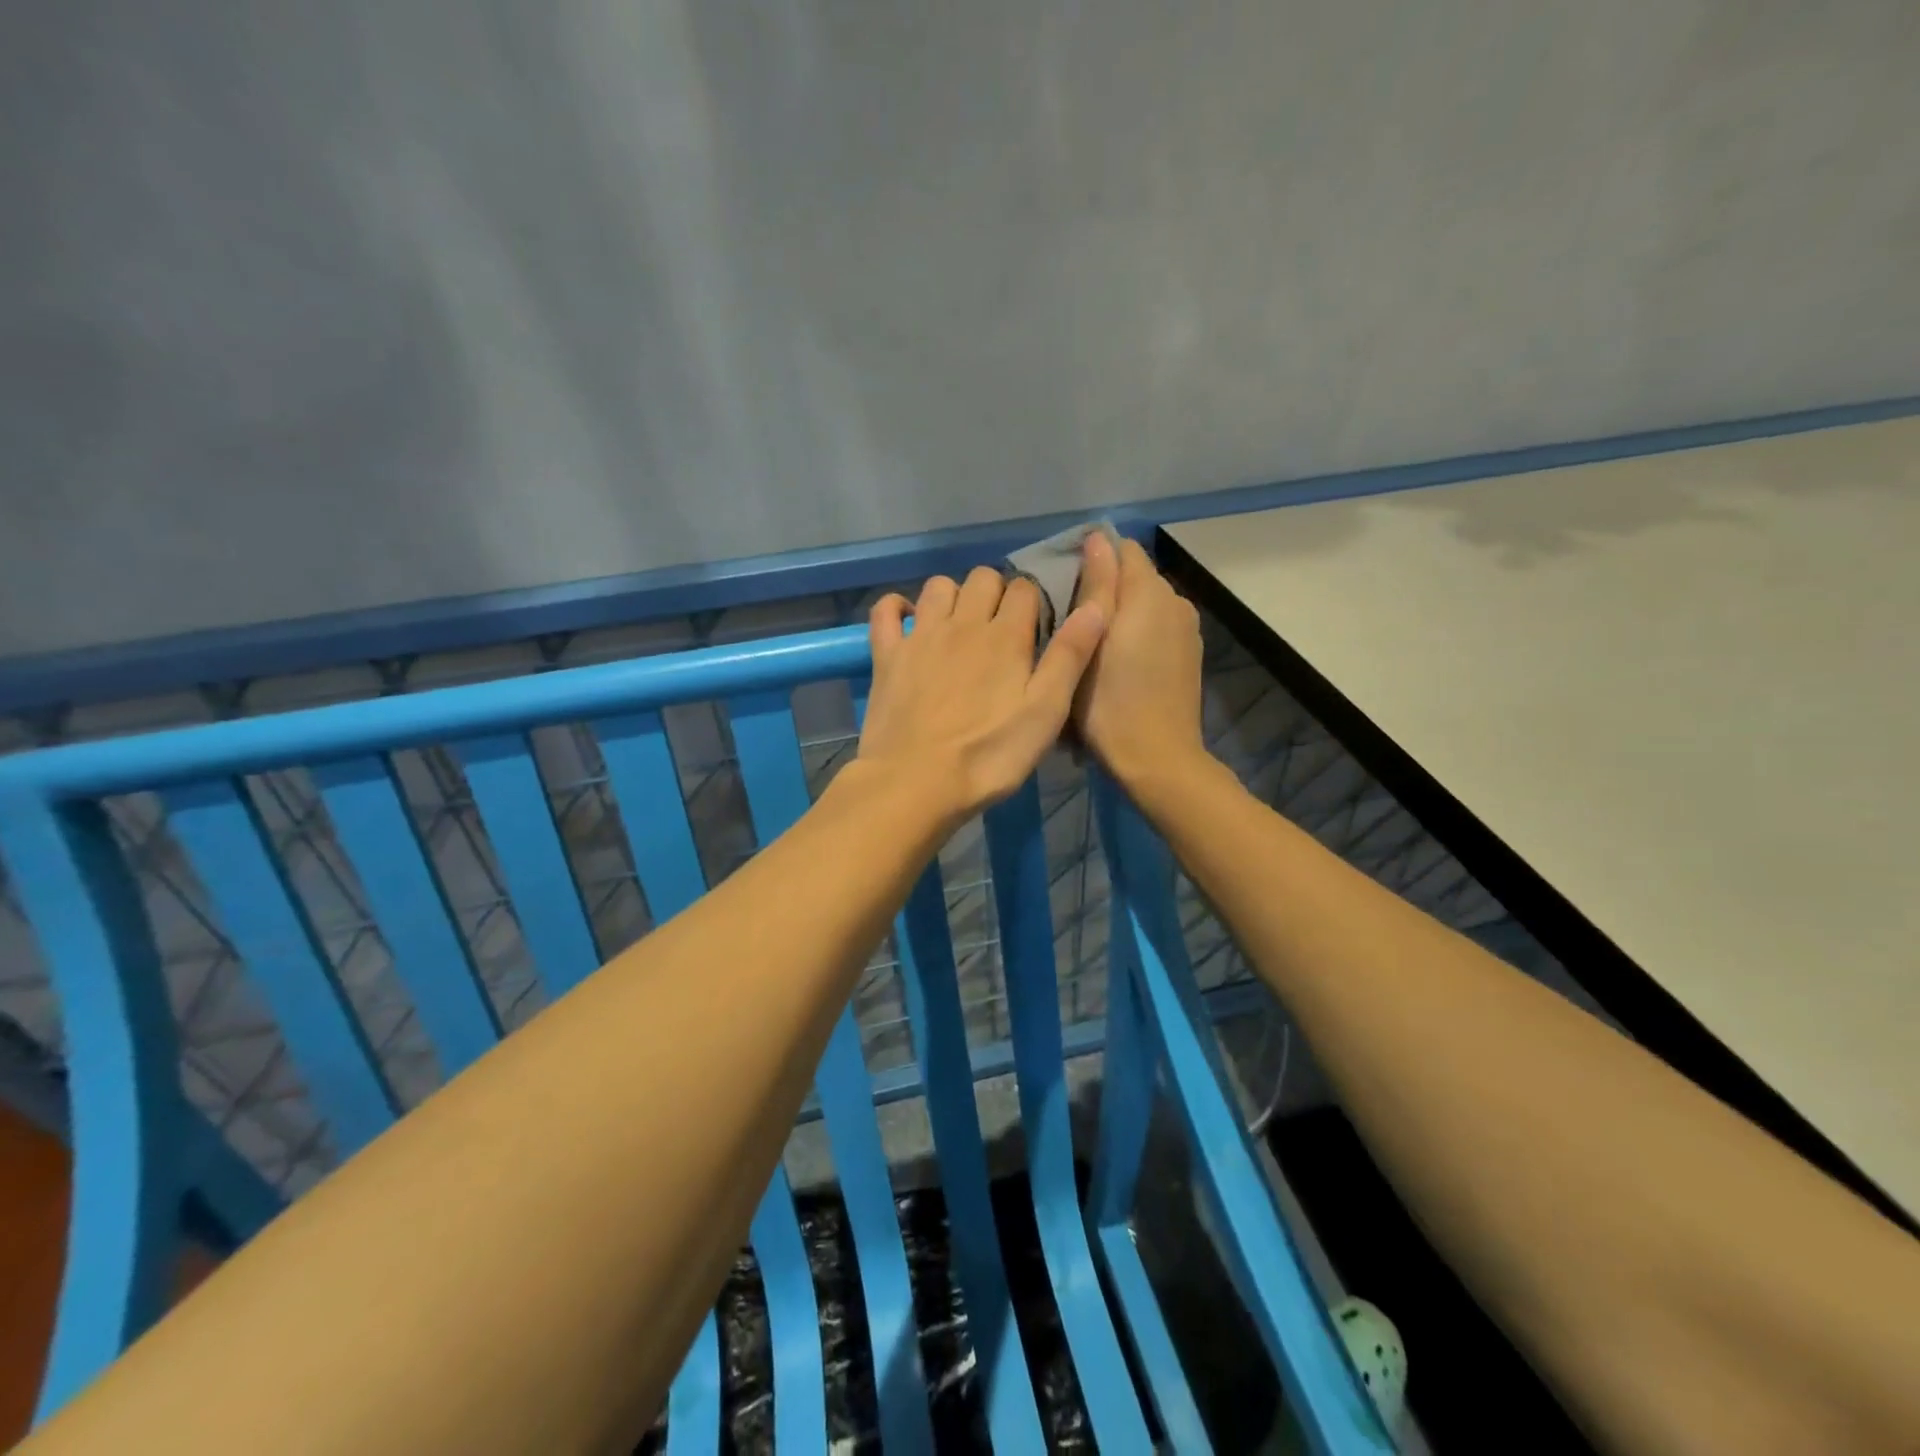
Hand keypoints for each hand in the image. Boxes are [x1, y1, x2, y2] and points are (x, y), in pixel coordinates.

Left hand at [858, 552, 1115, 823]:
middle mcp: (962, 624)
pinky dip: (897, 607)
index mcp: (1006, 637)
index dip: (1034, 601)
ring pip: (938, 586)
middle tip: (1001, 628)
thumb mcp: (1046, 714)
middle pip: (983, 578)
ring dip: (953, 596)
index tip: (1036, 627)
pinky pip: (885, 610)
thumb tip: (1096, 605)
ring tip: (960, 626)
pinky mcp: (886, 655)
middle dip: (997, 592)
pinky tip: (907, 622)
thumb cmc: (988, 756)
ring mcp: (919, 636)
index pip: (1025, 589)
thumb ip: (1070, 658)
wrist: (915, 783)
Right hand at [1072, 538, 1205, 785]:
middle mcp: (1176, 601)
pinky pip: (1157, 628)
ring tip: (1091, 645)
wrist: (1156, 757)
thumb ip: (1096, 585)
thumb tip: (1097, 539)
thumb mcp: (1089, 641)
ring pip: (1146, 604)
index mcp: (1150, 592)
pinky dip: (1137, 634)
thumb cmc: (1110, 701)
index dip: (1092, 559)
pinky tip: (1119, 664)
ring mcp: (1187, 630)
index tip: (1065, 587)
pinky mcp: (1189, 655)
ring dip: (1121, 613)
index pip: (1122, 549)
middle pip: (1134, 577)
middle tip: (1070, 622)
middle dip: (1105, 588)